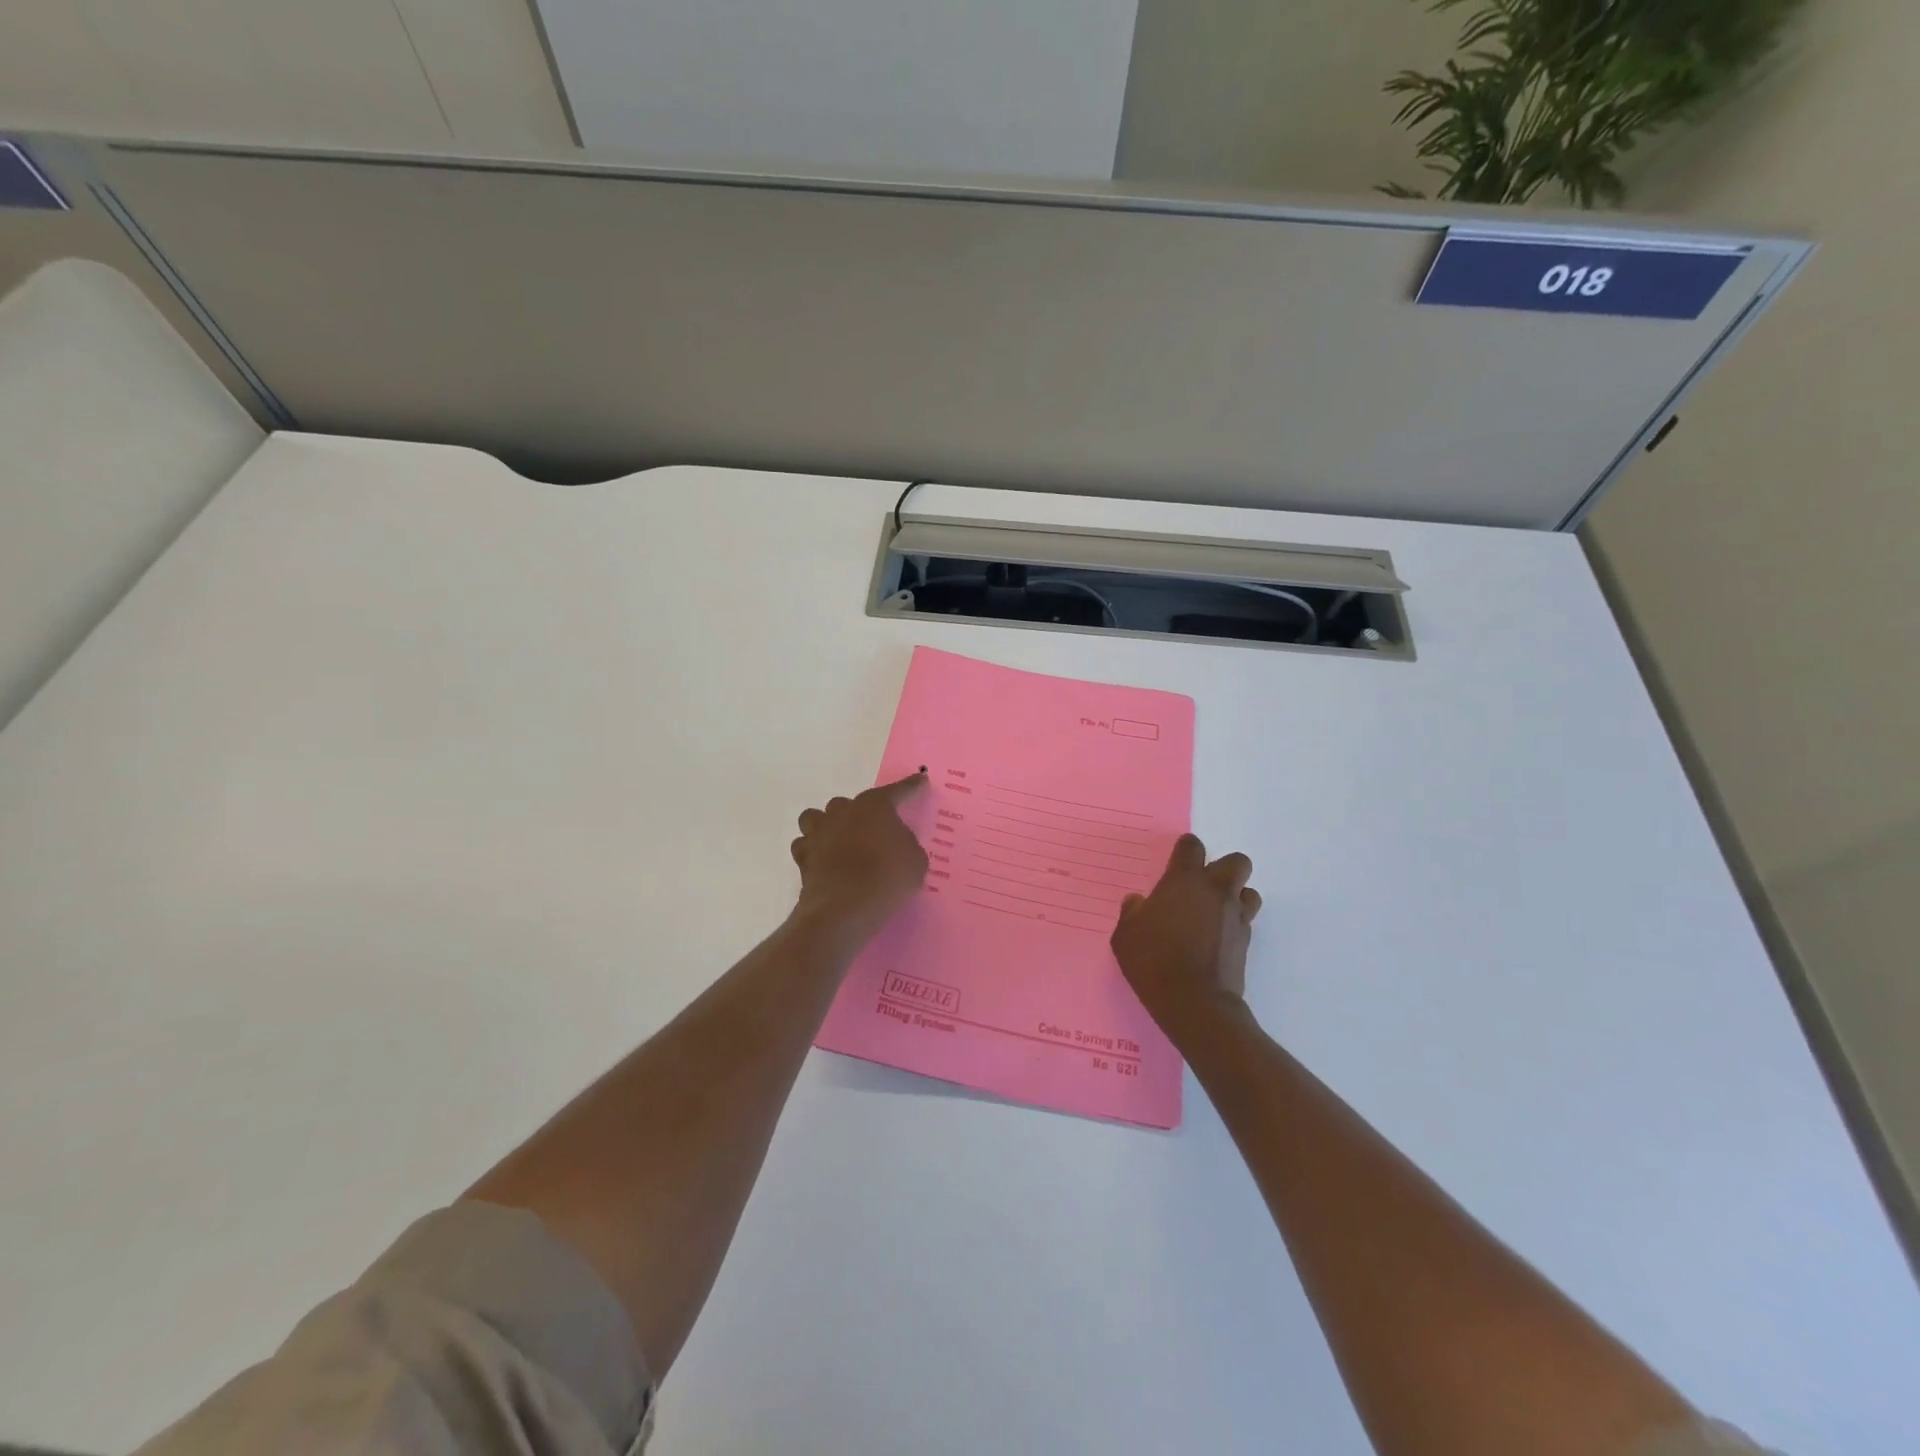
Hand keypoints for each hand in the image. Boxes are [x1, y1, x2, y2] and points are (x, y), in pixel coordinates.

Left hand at [790, 774, 930, 946]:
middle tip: (872, 834)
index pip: (896, 791)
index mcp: (874, 806)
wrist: (845, 908)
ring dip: (827, 826)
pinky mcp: (803, 857)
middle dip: (860, 814)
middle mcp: (843, 812)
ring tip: (839, 842)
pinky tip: (823, 861)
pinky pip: (804, 845)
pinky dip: (813, 850)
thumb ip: (905, 844)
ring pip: (816, 818)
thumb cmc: (887, 878)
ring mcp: (818, 833)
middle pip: (849, 804)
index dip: (910, 786)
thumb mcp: (915, 860)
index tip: (920, 781)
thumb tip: (894, 843)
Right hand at [1111, 834, 1261, 1044]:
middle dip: (1223, 868)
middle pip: (1236, 862)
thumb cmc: (1154, 962)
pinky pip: (1246, 920)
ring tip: (1215, 912)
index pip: (1192, 846)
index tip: (1176, 862)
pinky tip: (1217, 939)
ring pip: (1249, 891)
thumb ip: (1132, 913)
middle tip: (1202, 887)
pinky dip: (1235, 924)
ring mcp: (1236, 916)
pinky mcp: (1246, 941)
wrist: (1195, 1002)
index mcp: (1184, 881)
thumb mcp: (1126, 937)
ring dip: (1235, 896)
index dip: (1185, 850)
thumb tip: (1138, 902)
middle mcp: (1215, 891)